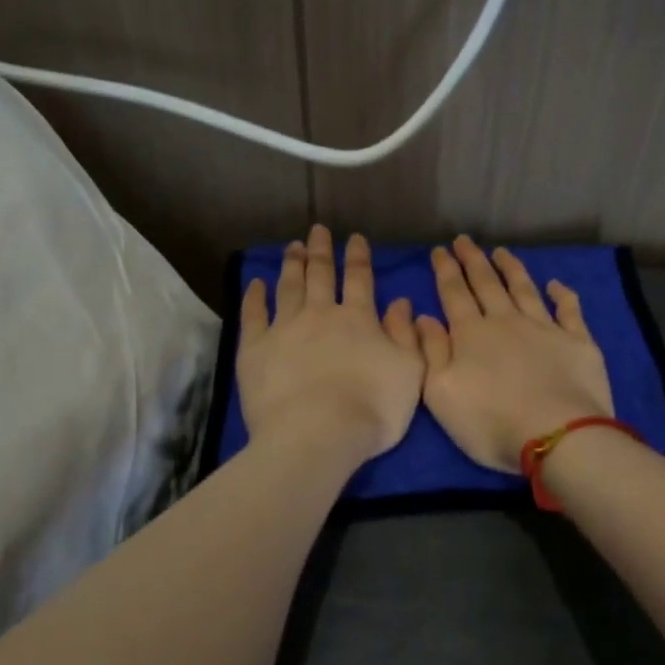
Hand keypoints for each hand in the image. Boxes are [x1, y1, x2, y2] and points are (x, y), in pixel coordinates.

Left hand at [237, 226, 424, 466]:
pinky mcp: (255, 348)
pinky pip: (254, 314)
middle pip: (320, 275)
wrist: (318, 433)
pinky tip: (256, 283)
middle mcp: (321, 314)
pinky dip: (255, 296)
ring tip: (292, 247)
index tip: (355, 238)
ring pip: (288, 287)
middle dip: (321, 251)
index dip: (359, 257)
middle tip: (317, 231)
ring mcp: (285, 328)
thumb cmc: (373, 408)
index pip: (360, 279)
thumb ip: (406, 335)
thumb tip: (402, 302)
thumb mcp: (410, 372)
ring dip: (291, 265)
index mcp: (359, 319)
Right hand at [416, 236, 614, 473]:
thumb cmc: (490, 421)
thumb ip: (431, 352)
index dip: (445, 270)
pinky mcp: (577, 342)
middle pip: (487, 284)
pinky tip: (556, 284)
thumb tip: (423, 317)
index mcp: (471, 334)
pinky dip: (562, 294)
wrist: (556, 435)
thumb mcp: (441, 393)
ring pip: (524, 289)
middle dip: (473, 260)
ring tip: (501, 252)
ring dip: (511, 269)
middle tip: (464, 240)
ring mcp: (545, 328)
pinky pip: (569, 310)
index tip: (439, 250)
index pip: (454, 294)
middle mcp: (506, 321)